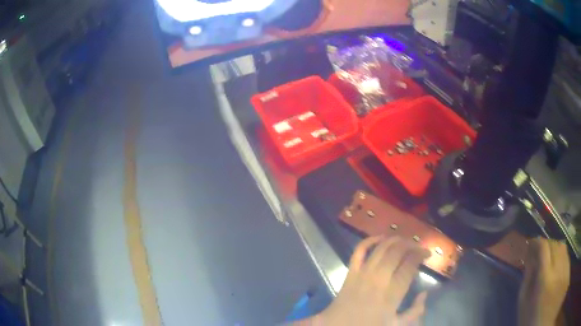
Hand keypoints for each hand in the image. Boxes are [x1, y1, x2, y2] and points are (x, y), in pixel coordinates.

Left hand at [319, 236, 430, 325]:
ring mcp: (363, 273)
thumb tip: (424, 293)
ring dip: (395, 240)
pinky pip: (359, 250)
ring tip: (405, 241)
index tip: (427, 254)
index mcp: (392, 293)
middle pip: (397, 251)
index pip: (410, 264)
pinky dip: (369, 240)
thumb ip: (415, 311)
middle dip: (411, 244)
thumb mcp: (396, 325)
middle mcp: (379, 278)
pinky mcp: (351, 272)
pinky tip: (380, 237)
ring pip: (382, 247)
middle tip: (417, 247)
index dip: (421, 254)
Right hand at [518, 238, 569, 325]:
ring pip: (562, 247)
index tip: (530, 245)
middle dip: (545, 245)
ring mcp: (565, 268)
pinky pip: (566, 255)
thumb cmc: (530, 317)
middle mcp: (558, 267)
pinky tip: (557, 265)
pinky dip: (561, 254)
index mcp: (544, 278)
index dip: (536, 243)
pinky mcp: (568, 270)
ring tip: (548, 258)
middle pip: (554, 244)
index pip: (543, 248)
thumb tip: (530, 256)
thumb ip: (527, 278)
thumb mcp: (524, 302)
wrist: (541, 323)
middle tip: (538, 253)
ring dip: (554, 248)